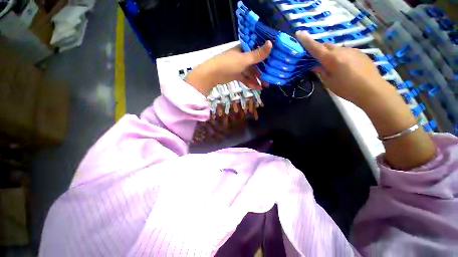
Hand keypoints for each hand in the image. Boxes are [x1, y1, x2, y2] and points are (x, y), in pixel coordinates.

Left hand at [185, 41, 271, 95]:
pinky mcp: (235, 75)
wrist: (212, 74)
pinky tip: (255, 87)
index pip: (258, 51)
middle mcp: (242, 57)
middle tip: (269, 80)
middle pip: (255, 64)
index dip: (266, 57)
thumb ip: (257, 54)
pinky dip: (249, 82)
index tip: (274, 64)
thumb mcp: (244, 60)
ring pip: (250, 73)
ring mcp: (238, 66)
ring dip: (256, 79)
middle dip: (262, 72)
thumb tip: (271, 43)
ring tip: (263, 86)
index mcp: (244, 49)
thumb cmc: (228, 64)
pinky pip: (245, 78)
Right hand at [295, 31, 395, 107]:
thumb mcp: (329, 82)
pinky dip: (340, 56)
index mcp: (331, 59)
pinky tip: (344, 67)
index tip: (299, 33)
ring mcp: (352, 50)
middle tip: (316, 59)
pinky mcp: (360, 53)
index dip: (306, 41)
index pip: (315, 48)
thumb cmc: (346, 88)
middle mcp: (341, 51)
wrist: (372, 89)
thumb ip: (321, 71)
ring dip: (330, 54)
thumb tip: (315, 65)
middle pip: (326, 46)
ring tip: (332, 66)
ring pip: (336, 49)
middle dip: (319, 50)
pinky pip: (346, 52)